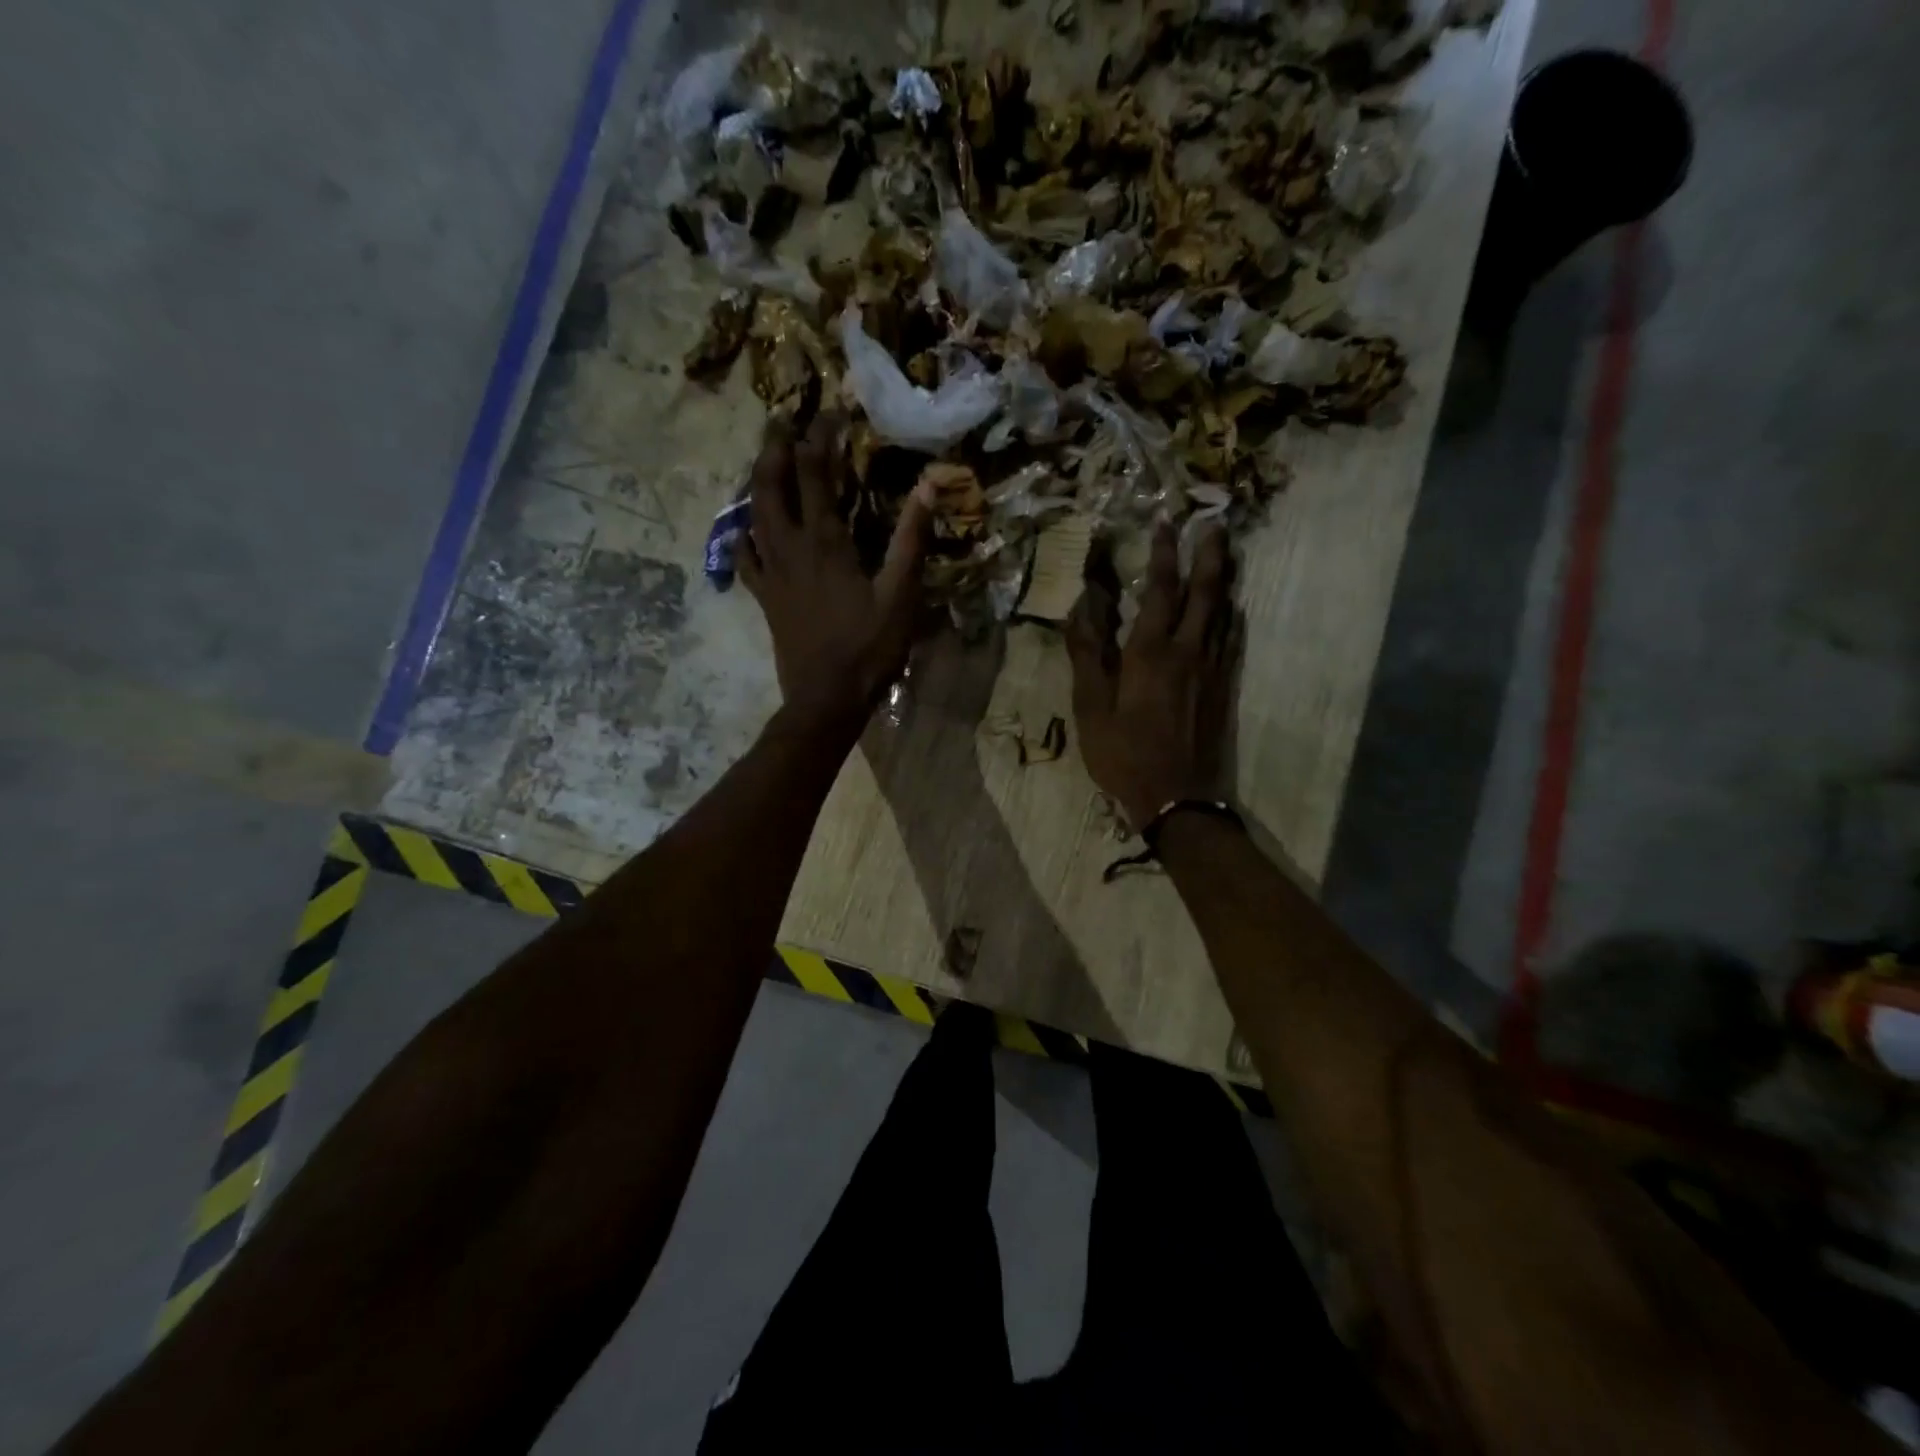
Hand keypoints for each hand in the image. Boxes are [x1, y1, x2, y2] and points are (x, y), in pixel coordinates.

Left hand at [740, 412, 932, 738]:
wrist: (826, 698)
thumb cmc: (869, 648)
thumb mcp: (901, 595)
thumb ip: (911, 539)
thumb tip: (928, 486)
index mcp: (825, 542)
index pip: (816, 475)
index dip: (820, 438)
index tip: (828, 412)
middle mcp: (790, 548)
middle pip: (770, 485)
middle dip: (773, 448)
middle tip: (779, 421)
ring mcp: (771, 573)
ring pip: (752, 515)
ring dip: (756, 482)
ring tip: (761, 462)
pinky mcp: (764, 597)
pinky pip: (744, 557)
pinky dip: (742, 534)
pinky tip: (745, 527)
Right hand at [1066, 523, 1237, 828]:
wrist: (1177, 798)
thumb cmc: (1124, 754)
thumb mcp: (1091, 708)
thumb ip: (1087, 654)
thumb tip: (1080, 606)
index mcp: (1150, 652)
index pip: (1161, 590)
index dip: (1164, 553)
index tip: (1166, 521)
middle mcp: (1188, 650)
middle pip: (1206, 591)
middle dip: (1210, 552)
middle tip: (1215, 520)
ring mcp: (1213, 669)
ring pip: (1225, 611)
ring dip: (1225, 578)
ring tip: (1225, 551)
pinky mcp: (1225, 688)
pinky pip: (1232, 639)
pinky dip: (1232, 615)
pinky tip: (1232, 609)